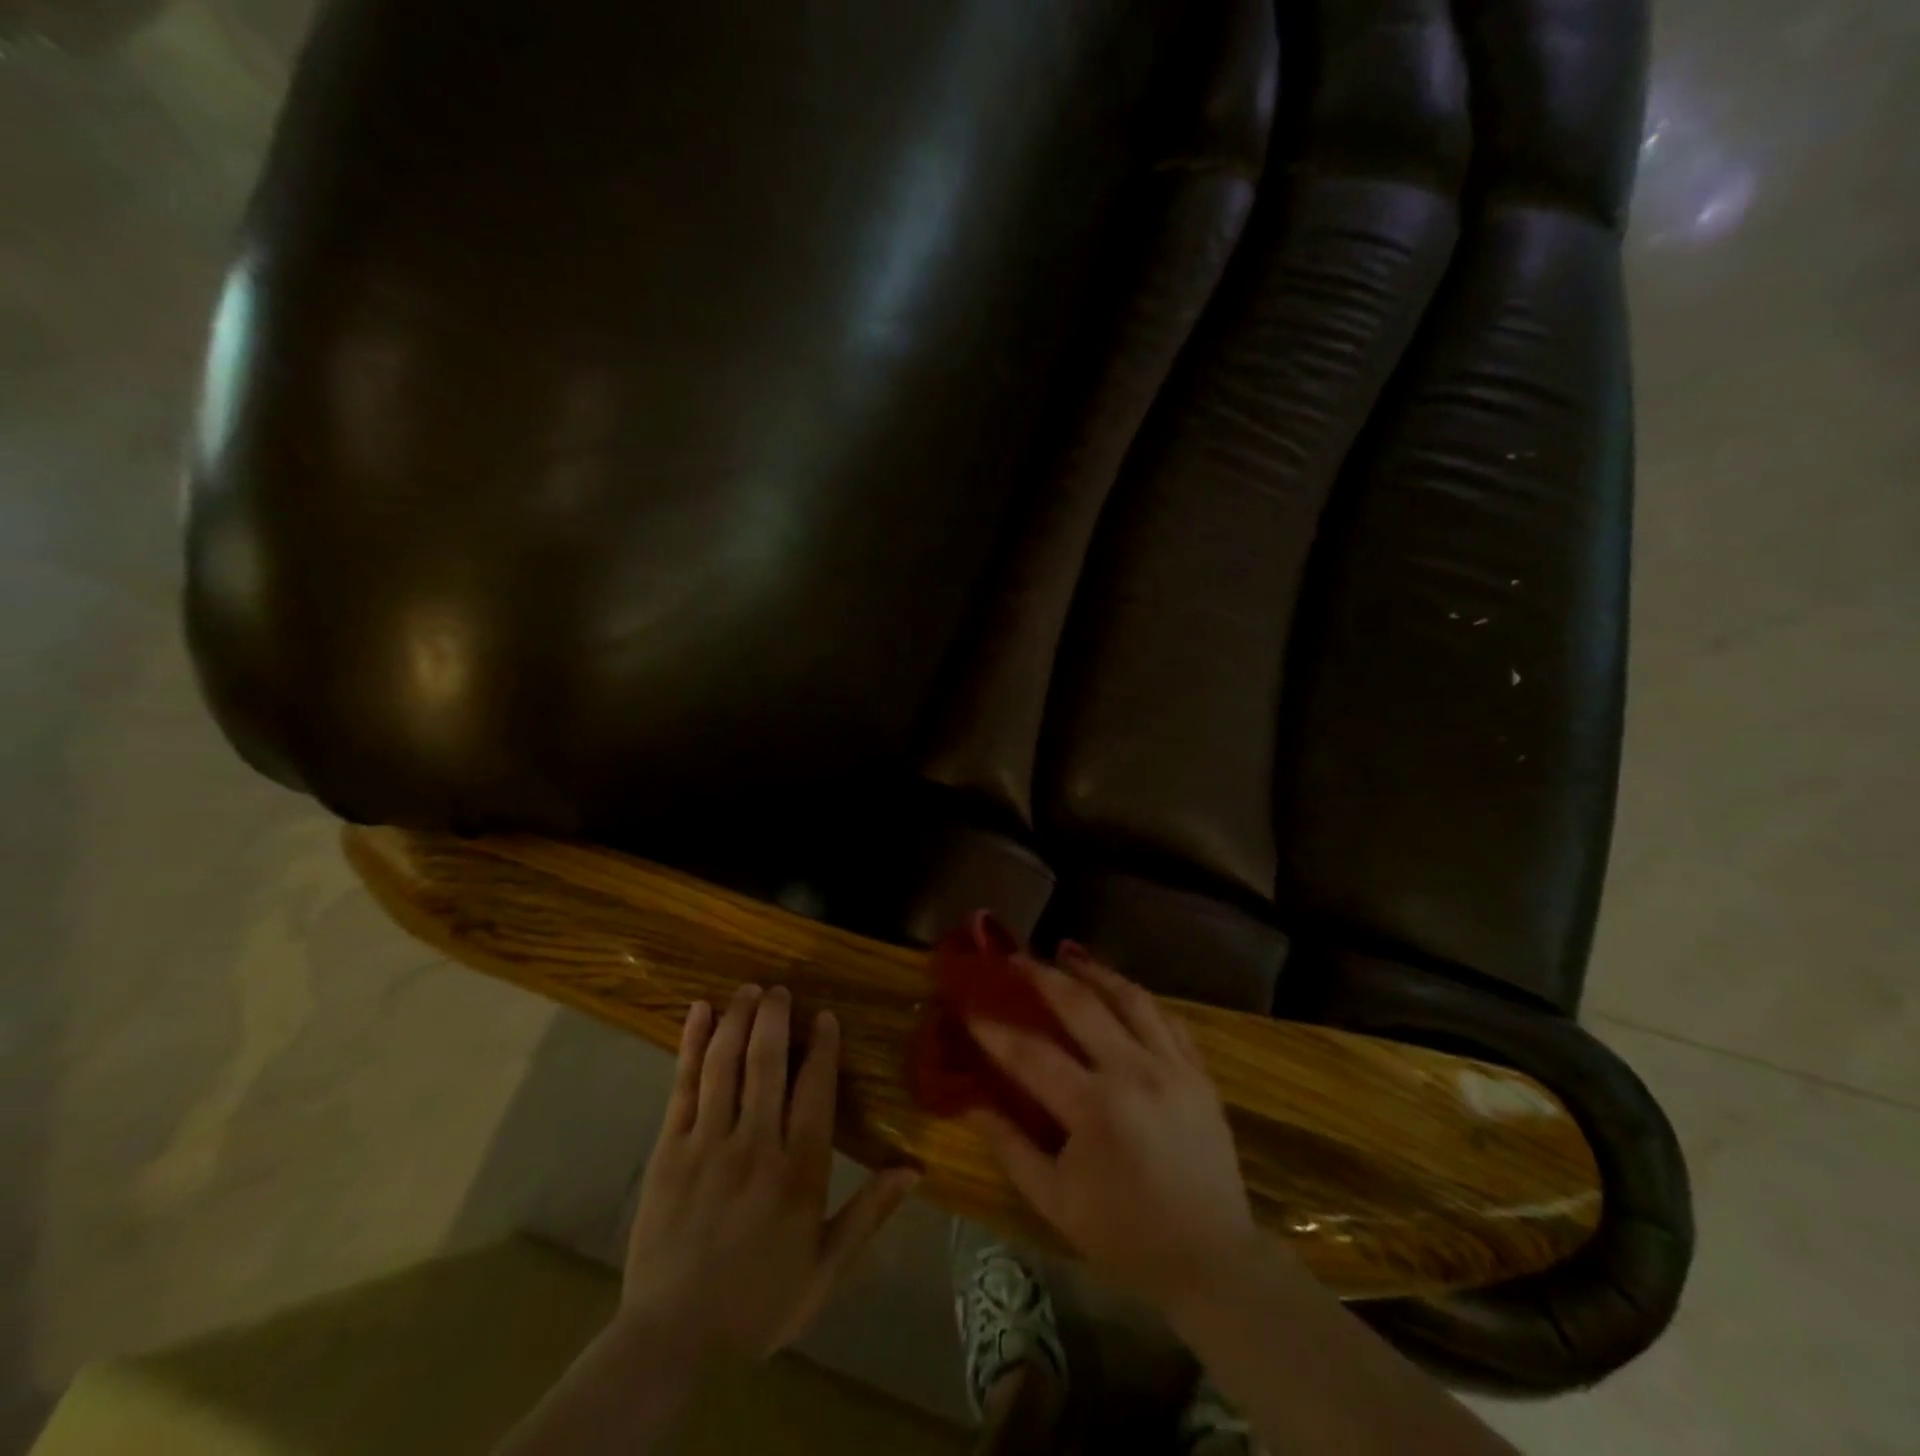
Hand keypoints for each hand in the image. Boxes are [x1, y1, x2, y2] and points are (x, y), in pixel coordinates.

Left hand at [619, 985, 919, 1361]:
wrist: (673, 1341)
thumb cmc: (758, 1303)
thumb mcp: (826, 1270)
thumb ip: (869, 1213)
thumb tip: (914, 1169)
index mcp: (799, 1172)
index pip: (815, 1090)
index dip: (823, 1047)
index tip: (825, 1016)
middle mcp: (755, 1145)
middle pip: (767, 1064)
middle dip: (775, 1018)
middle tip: (780, 989)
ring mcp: (707, 1143)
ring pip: (726, 1064)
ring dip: (738, 1020)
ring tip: (748, 990)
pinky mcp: (669, 1149)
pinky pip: (682, 1086)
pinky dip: (691, 1044)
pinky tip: (699, 1012)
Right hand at [965, 946, 1262, 1311]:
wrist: (1213, 1260)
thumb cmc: (1125, 1235)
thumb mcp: (1055, 1201)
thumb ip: (1009, 1146)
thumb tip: (970, 1101)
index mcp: (1095, 1108)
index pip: (1031, 1053)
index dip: (993, 1027)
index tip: (967, 1004)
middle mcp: (1135, 1072)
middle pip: (1081, 1004)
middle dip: (1041, 975)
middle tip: (1015, 958)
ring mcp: (1173, 1066)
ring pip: (1130, 997)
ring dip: (1094, 970)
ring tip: (1067, 953)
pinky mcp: (1200, 1072)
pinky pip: (1166, 1017)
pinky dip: (1137, 997)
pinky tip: (1119, 990)